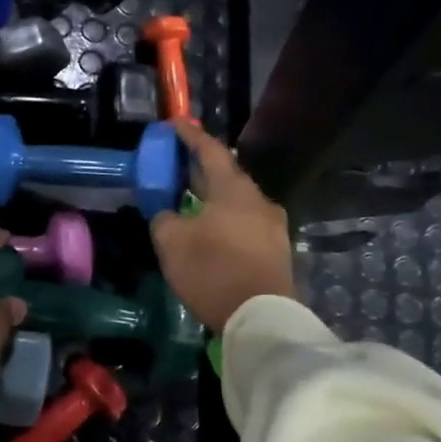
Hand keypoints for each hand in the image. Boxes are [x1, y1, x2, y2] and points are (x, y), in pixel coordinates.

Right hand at [149, 120, 294, 331]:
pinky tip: (210, 231)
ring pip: (237, 201)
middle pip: (226, 174)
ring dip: (213, 196)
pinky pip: (245, 222)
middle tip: (176, 164)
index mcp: (233, 189)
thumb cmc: (213, 270)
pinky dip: (225, 218)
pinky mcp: (276, 249)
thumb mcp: (172, 242)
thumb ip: (164, 218)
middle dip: (199, 168)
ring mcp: (272, 225)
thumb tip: (167, 212)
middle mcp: (258, 199)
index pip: (210, 150)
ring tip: (190, 200)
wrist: (261, 317)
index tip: (175, 124)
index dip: (190, 136)